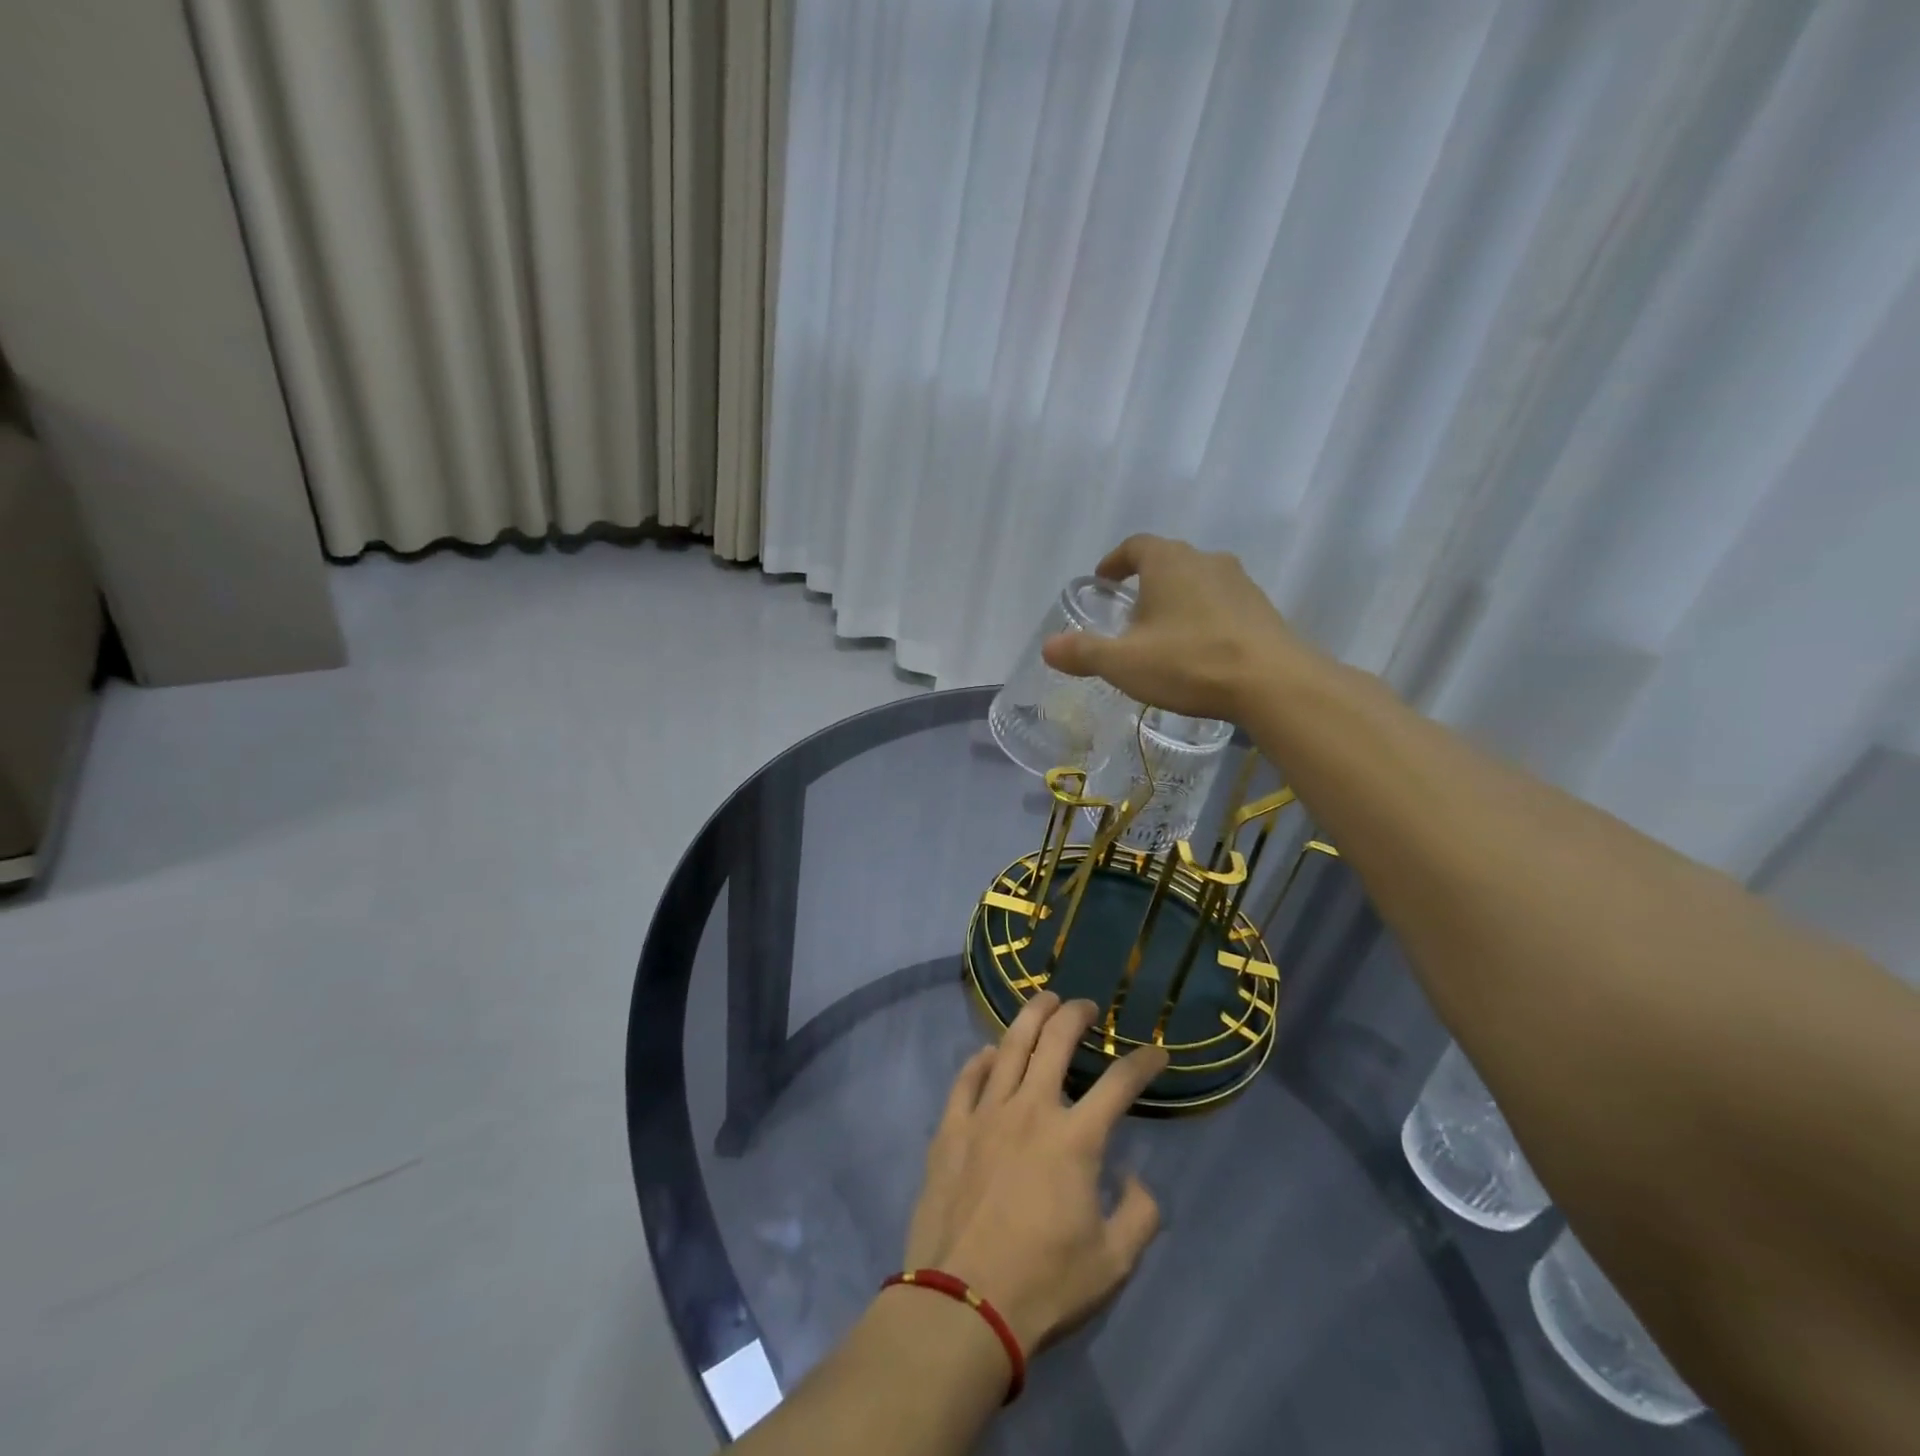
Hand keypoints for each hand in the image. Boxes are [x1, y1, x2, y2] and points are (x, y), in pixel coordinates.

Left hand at [903, 993, 1167, 1355]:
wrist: (962, 1304)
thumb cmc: (1044, 1284)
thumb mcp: (1113, 1263)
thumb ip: (1139, 1216)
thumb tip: (1137, 1179)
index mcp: (1075, 1139)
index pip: (1119, 1084)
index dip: (1142, 1062)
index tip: (1156, 1052)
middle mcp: (1031, 1110)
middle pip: (1056, 1042)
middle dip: (1076, 1015)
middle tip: (1086, 1006)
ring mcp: (986, 1113)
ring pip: (1010, 1046)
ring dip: (1031, 1017)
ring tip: (1044, 1001)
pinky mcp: (951, 1127)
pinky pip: (966, 1079)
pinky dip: (981, 1060)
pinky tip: (990, 1052)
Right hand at [1040, 534, 1302, 720]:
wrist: (1273, 682)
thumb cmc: (1189, 662)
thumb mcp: (1124, 662)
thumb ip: (1084, 652)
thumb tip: (1048, 647)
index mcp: (1169, 561)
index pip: (1135, 546)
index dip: (1115, 561)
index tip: (1103, 580)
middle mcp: (1206, 560)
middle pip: (1168, 562)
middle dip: (1146, 583)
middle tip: (1129, 613)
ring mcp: (1240, 583)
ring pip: (1198, 583)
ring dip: (1177, 601)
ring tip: (1164, 635)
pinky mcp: (1262, 609)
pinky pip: (1222, 606)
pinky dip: (1204, 619)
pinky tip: (1199, 651)